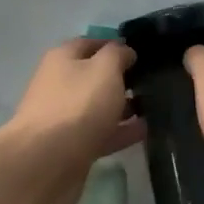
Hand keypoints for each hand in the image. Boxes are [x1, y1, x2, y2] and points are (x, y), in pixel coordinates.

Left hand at [1, 37, 145, 165]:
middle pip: (94, 76)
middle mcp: (60, 83)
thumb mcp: (104, 69)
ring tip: (155, 107)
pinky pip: (101, 132)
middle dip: (121, 78)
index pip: (91, 43)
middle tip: (153, 82)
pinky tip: (145, 131)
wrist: (48, 160)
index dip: (116, 46)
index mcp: (62, 58)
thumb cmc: (78, 104)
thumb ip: (117, 54)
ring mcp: (64, 116)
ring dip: (123, 106)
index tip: (142, 54)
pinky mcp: (72, 145)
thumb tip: (124, 51)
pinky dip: (121, 131)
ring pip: (99, 106)